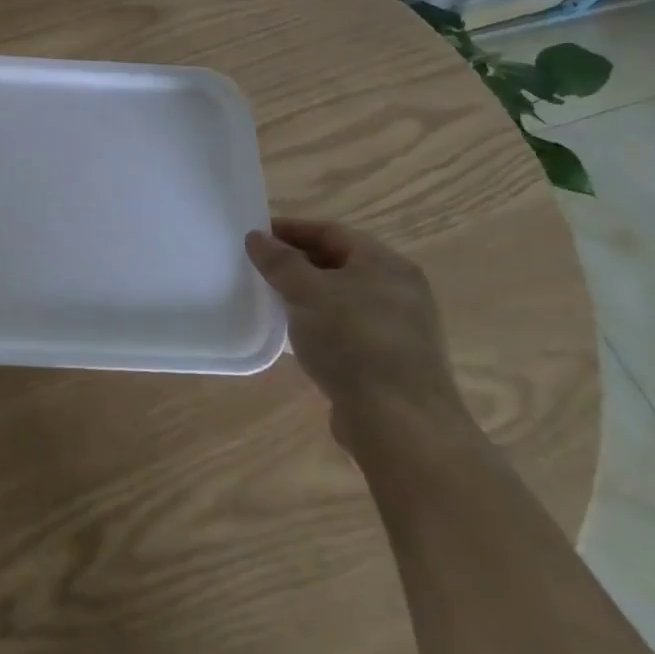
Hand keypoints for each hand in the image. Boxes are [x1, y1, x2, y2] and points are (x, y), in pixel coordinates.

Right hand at [245, 218, 472, 450]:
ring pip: (343, 298)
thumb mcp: (307, 292)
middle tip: (258, 266)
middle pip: (339, 263)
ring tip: (271, 299)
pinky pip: (348, 328)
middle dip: (297, 262)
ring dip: (307, 295)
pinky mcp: (391, 361)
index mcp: (385, 263)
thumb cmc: (353, 341)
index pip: (331, 231)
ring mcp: (399, 328)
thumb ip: (279, 261)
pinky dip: (320, 323)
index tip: (254, 236)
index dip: (290, 229)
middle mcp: (399, 290)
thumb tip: (256, 237)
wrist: (400, 423)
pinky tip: (296, 335)